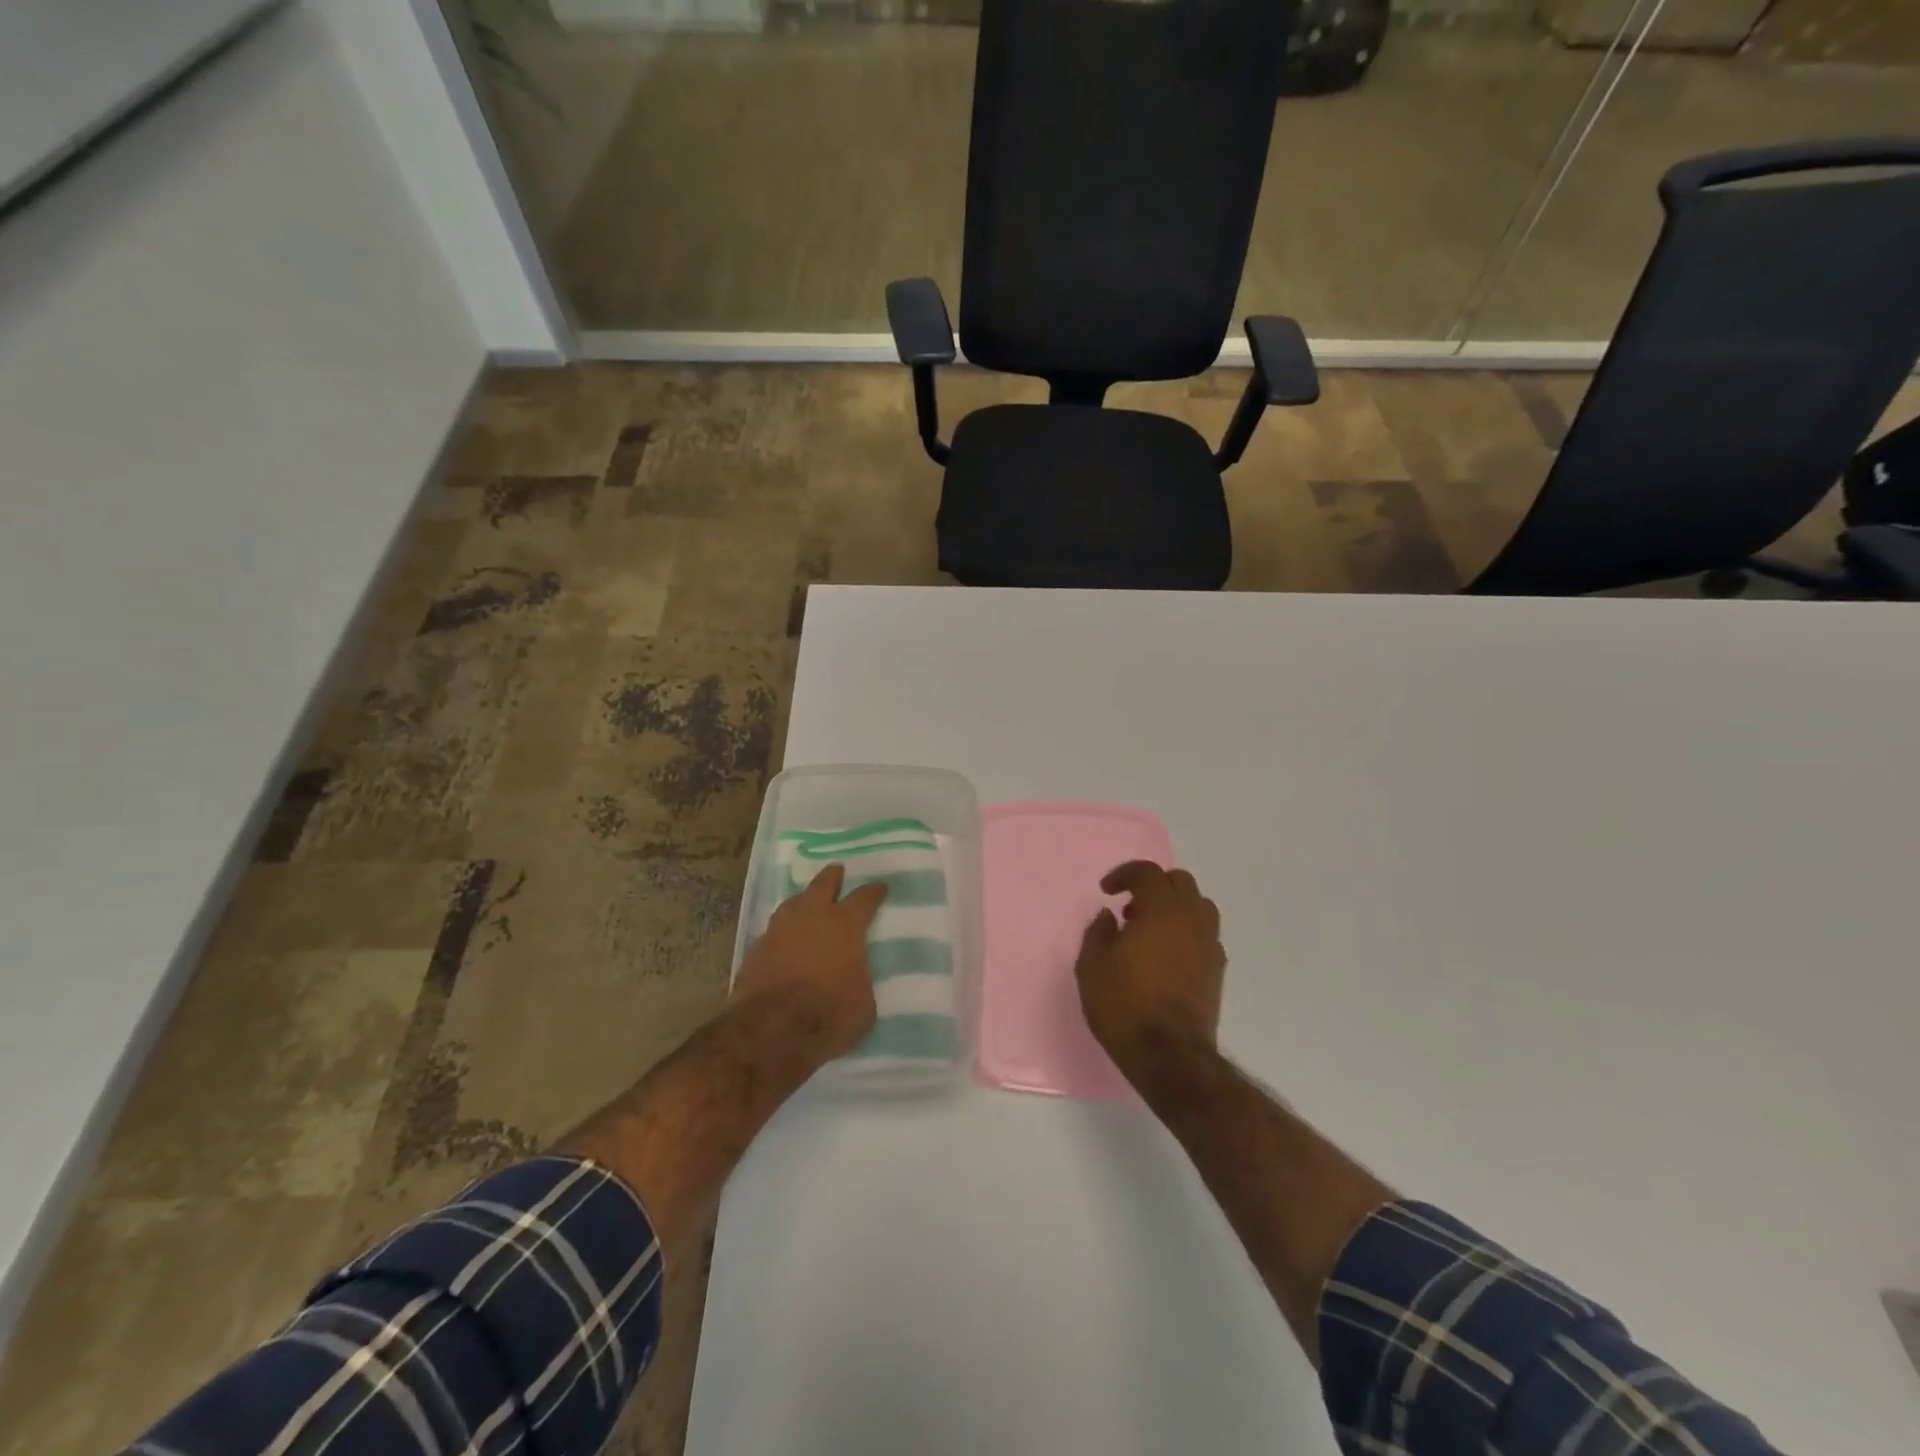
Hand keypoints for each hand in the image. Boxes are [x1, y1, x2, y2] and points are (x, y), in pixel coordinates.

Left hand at [732, 863, 886, 1063]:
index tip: (880, 886)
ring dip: (803, 900)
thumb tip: (855, 978)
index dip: (874, 891)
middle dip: (832, 877)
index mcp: (845, 925)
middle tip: (837, 870)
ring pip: (793, 902)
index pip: (864, 898)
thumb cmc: (830, 1014)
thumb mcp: (864, 1003)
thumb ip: (860, 980)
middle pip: (823, 884)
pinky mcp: (756, 948)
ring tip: (808, 901)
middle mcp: (812, 916)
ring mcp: (780, 929)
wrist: (772, 1030)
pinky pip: (775, 930)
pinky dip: (783, 931)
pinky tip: (785, 938)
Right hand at [1075, 861, 1225, 1087]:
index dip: (1124, 874)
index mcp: (1161, 909)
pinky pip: (1204, 934)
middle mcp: (1191, 919)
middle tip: (1130, 907)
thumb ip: (1098, 932)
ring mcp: (1209, 945)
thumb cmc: (1124, 1004)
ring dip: (1174, 907)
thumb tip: (1109, 917)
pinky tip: (1166, 955)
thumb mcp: (1091, 966)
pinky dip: (1186, 932)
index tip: (1106, 891)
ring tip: (1150, 929)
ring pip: (1199, 906)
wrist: (1169, 1055)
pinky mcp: (1217, 970)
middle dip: (1153, 886)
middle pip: (1180, 882)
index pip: (1147, 872)